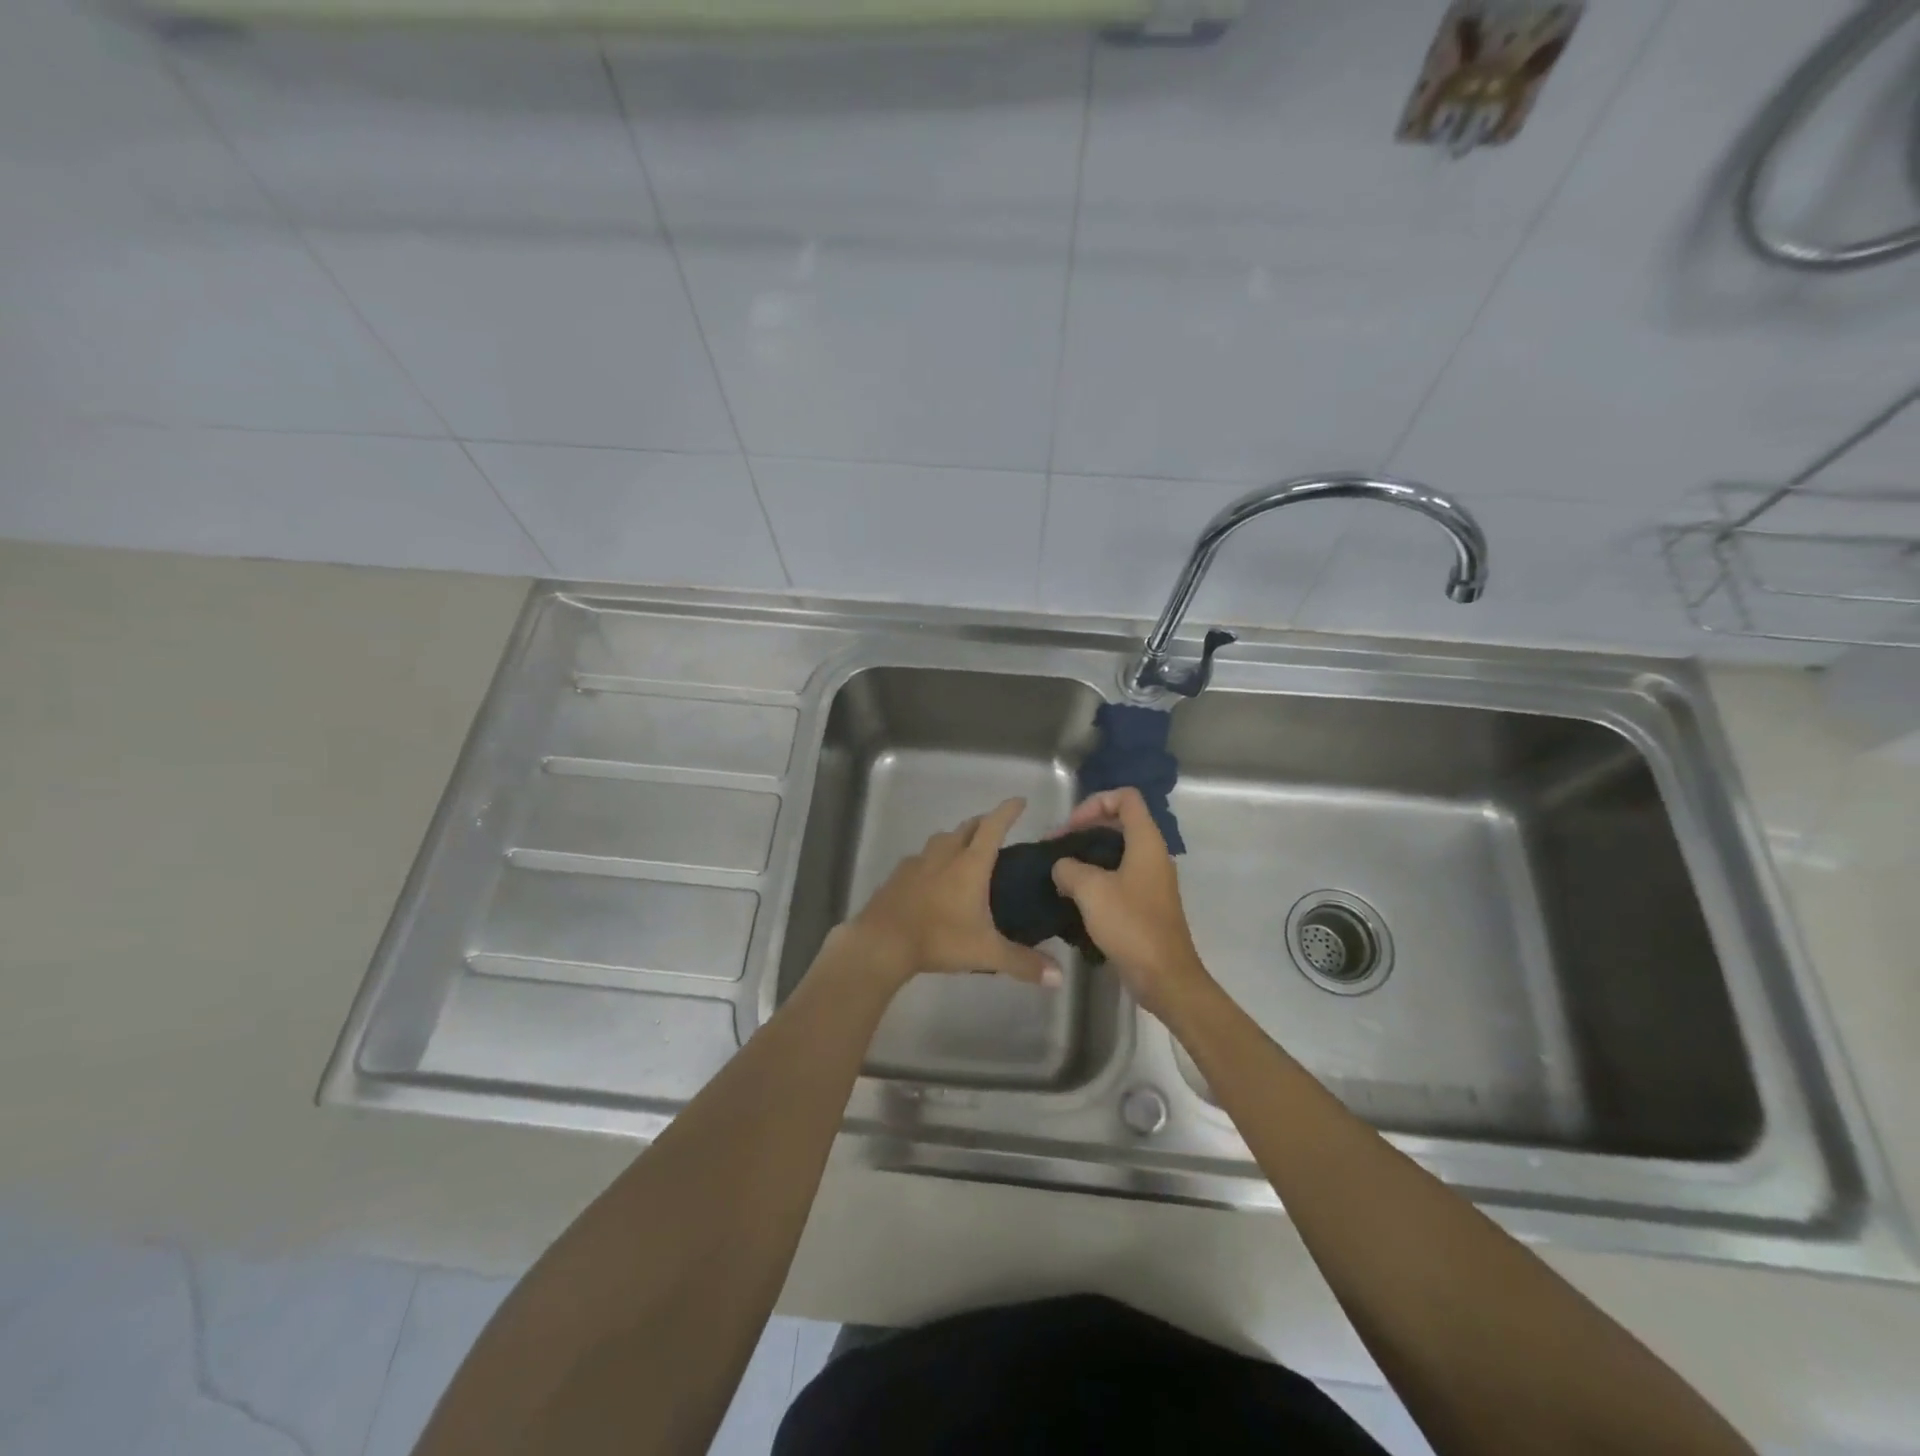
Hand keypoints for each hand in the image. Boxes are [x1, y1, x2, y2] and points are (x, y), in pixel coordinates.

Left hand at [842, 798, 1061, 991]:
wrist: (882, 942)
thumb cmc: (939, 939)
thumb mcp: (986, 953)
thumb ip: (1023, 963)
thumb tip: (1060, 978)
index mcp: (970, 864)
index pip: (993, 827)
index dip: (1008, 811)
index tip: (1020, 801)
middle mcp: (944, 855)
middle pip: (967, 828)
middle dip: (984, 823)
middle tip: (996, 829)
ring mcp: (917, 863)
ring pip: (941, 840)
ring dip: (956, 839)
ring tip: (965, 852)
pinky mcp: (897, 876)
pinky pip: (920, 859)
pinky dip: (932, 860)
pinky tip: (932, 877)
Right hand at [1050, 788, 1214, 1020]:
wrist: (1164, 976)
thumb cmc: (1130, 925)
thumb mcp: (1090, 890)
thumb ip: (1069, 868)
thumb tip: (1062, 867)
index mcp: (1146, 841)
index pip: (1126, 797)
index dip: (1095, 802)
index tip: (1071, 827)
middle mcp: (1153, 854)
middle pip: (1120, 822)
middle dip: (1085, 828)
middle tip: (1056, 847)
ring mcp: (1151, 879)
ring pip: (1117, 851)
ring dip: (1088, 855)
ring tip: (1060, 871)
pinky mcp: (1146, 902)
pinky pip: (1119, 875)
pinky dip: (1096, 877)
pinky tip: (1074, 895)